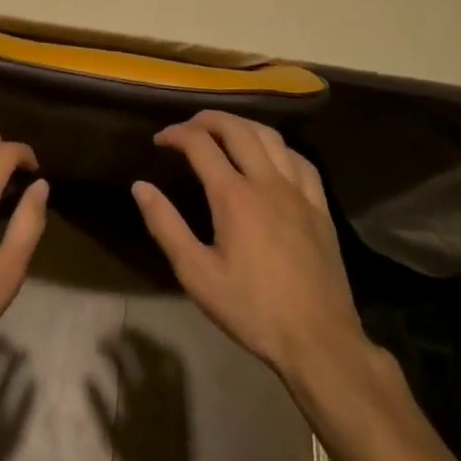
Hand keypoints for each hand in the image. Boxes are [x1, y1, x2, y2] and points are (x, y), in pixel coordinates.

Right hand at [132, 111, 363, 384]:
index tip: (160, 140)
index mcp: (233, 196)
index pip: (200, 143)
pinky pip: (300, 160)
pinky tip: (270, 155)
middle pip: (236, 129)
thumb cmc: (252, 310)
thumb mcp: (197, 275)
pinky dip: (278, 146)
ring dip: (242, 125)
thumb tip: (140, 186)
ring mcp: (298, 191)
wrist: (319, 341)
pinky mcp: (319, 206)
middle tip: (188, 127)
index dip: (176, 134)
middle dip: (207, 119)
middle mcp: (266, 181)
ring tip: (224, 131)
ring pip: (269, 136)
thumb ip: (166, 226)